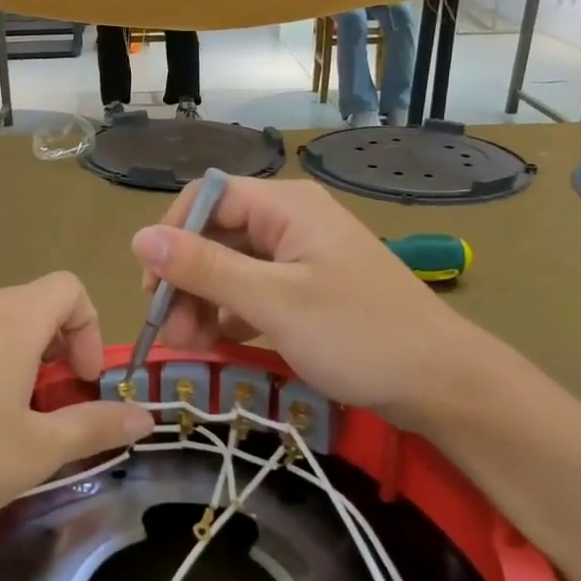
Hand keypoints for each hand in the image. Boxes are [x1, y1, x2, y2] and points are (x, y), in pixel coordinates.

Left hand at [0, 274, 152, 538]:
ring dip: (20, 361)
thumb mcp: (39, 450)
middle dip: (57, 350)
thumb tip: (147, 416)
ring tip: (11, 420)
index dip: (89, 329)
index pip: (68, 288)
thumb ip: (97, 426)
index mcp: (10, 319)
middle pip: (32, 305)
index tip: (83, 382)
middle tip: (53, 407)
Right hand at [130, 178, 474, 422]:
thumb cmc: (357, 334)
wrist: (440, 381)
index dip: (172, 237)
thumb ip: (205, 268)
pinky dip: (231, 314)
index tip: (154, 288)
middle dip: (187, 280)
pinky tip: (217, 343)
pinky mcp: (308, 288)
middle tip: (171, 332)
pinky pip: (254, 290)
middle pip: (216, 235)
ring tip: (190, 346)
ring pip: (232, 267)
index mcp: (285, 206)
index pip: (207, 199)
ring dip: (204, 302)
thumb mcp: (272, 301)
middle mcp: (290, 221)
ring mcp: (301, 256)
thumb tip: (140, 238)